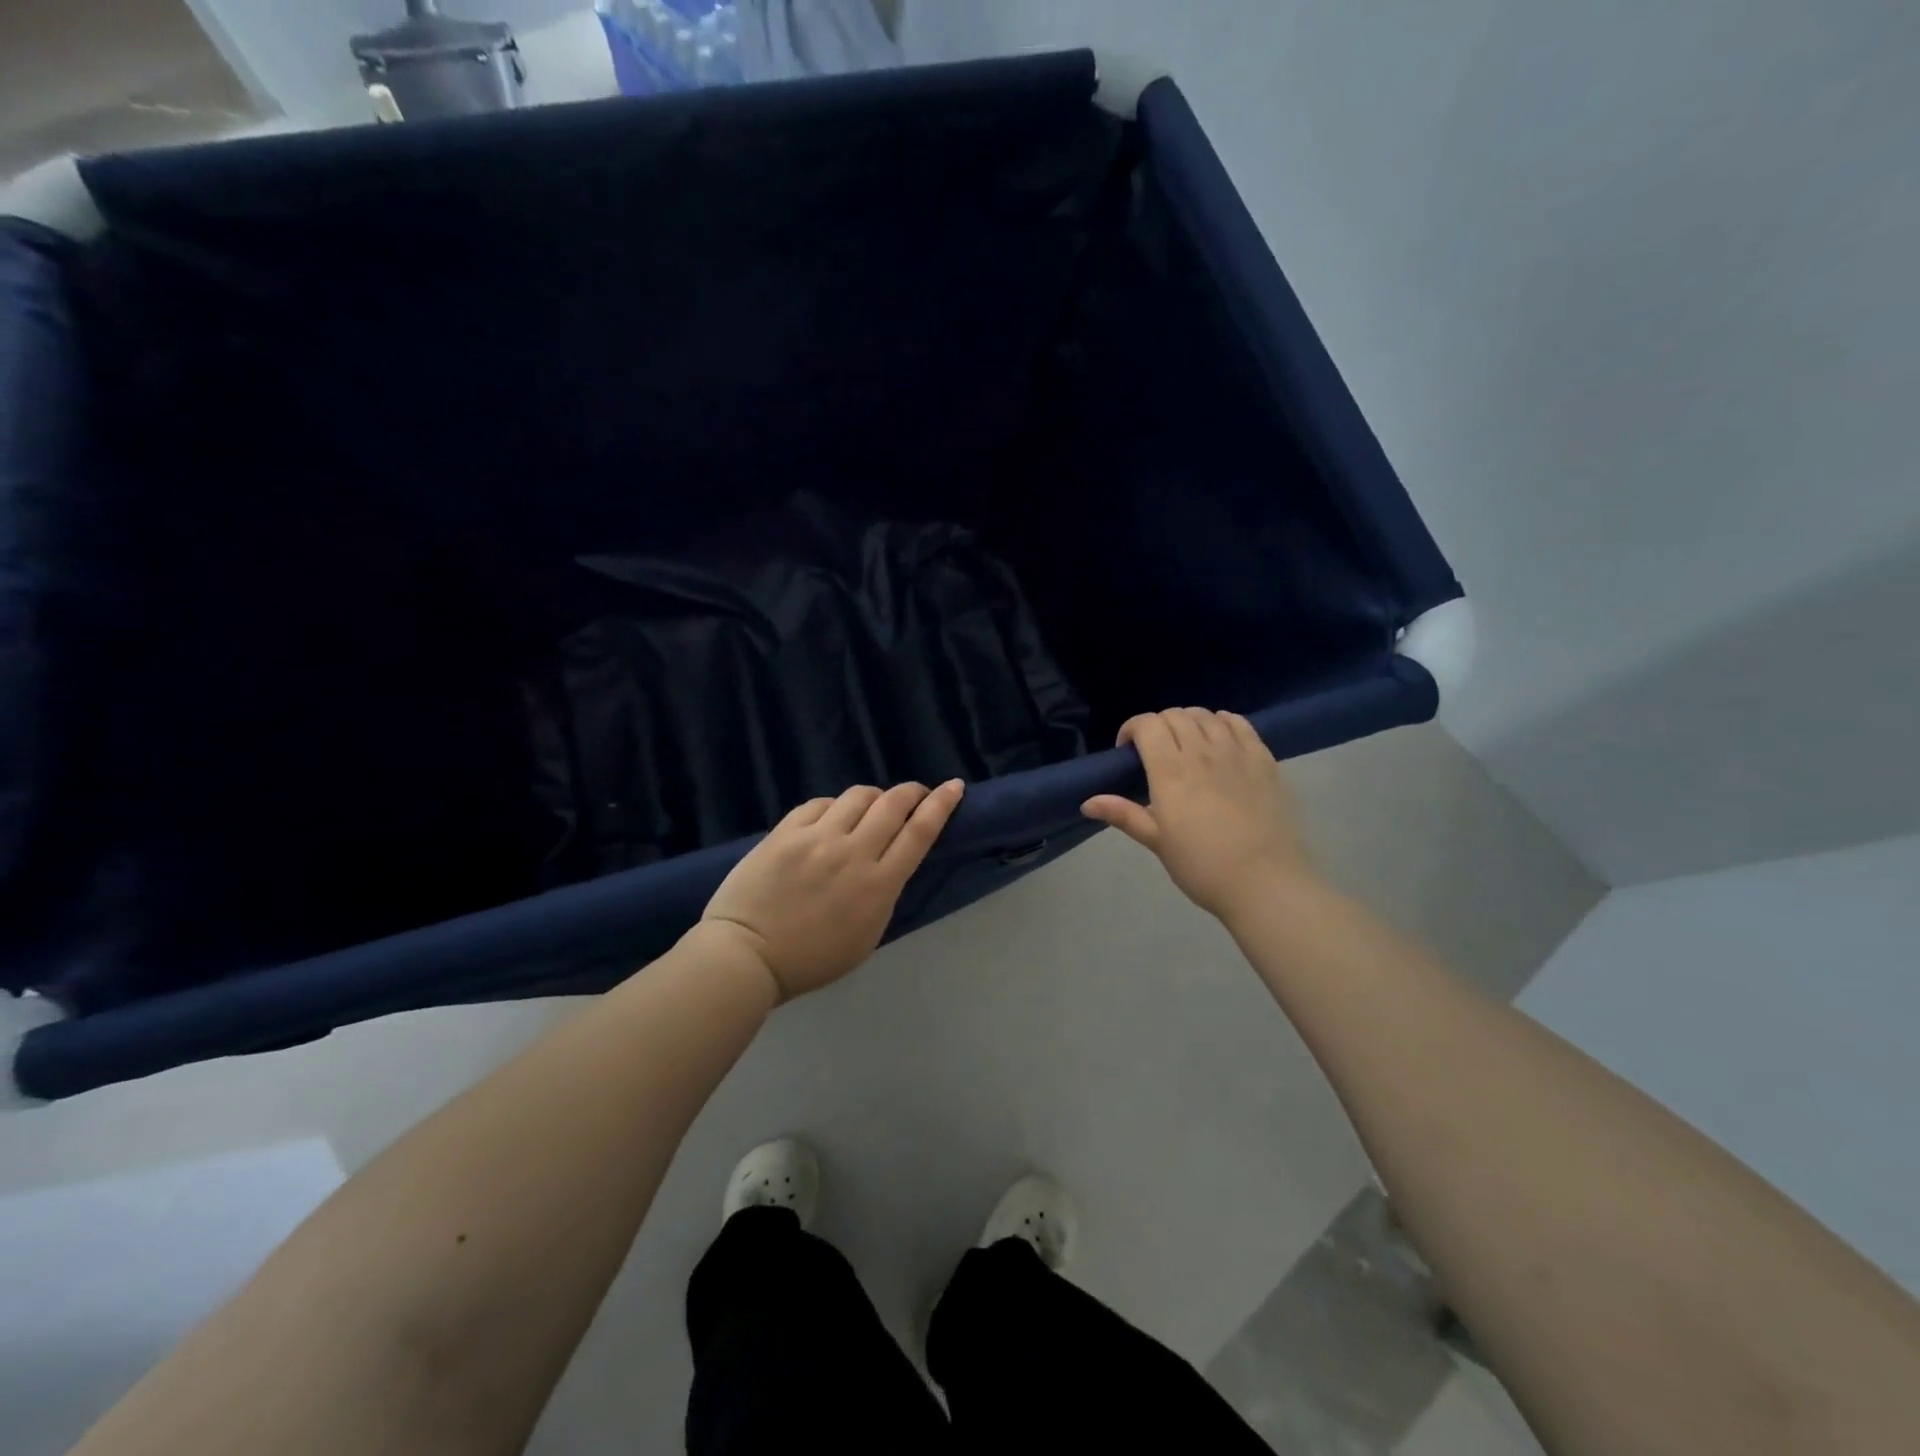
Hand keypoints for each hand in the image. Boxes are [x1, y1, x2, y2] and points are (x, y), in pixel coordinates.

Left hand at [700, 779, 965, 1001]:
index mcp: (878, 885)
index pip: (920, 833)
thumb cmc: (810, 960)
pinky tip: (832, 816)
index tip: (953, 786)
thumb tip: (890, 862)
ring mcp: (817, 838)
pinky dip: (834, 806)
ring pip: (858, 796)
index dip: (940, 805)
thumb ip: (883, 894)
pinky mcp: (786, 832)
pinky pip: (819, 803)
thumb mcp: (866, 936)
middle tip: (916, 793)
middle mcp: (853, 853)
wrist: (746, 956)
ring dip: (873, 797)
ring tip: (871, 806)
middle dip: (912, 792)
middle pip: (893, 804)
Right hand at [1082, 708, 1312, 920]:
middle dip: (1158, 725)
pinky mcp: (1264, 760)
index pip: (1147, 725)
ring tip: (1186, 743)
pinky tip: (1219, 736)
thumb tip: (1086, 802)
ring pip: (1206, 716)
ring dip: (1189, 721)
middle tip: (1155, 751)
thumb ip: (1124, 814)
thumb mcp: (1158, 842)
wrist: (1265, 883)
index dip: (1132, 728)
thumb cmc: (1203, 867)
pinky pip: (1240, 724)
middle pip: (1175, 716)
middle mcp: (1202, 753)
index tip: (1127, 750)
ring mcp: (1236, 753)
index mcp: (1170, 772)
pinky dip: (1222, 722)